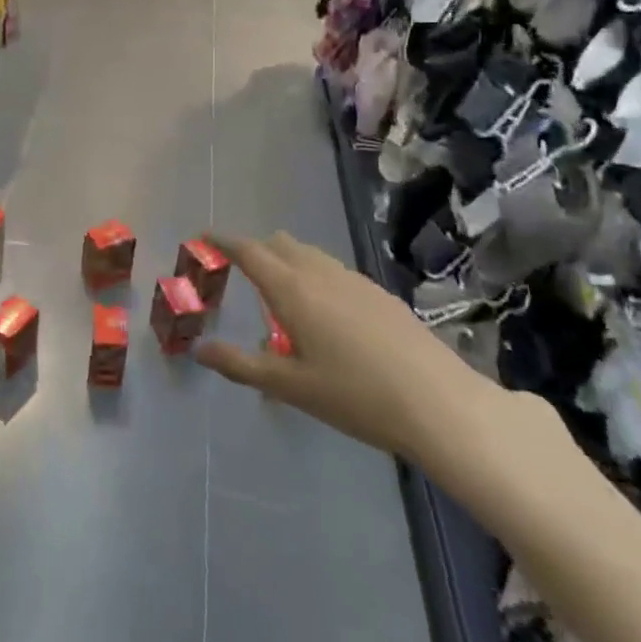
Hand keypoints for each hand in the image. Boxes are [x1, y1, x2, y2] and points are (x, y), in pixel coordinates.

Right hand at [194, 231, 496, 459]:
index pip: (250, 251)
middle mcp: (321, 273)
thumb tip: (200, 349)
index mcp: (293, 289)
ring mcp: (355, 280)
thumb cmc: (355, 395)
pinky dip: (315, 276)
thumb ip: (241, 365)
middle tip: (240, 271)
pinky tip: (325, 313)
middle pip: (281, 244)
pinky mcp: (380, 294)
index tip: (205, 236)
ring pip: (311, 255)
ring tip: (280, 294)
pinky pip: (334, 271)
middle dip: (257, 250)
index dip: (224, 241)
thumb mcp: (289, 386)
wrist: (440, 404)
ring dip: (287, 262)